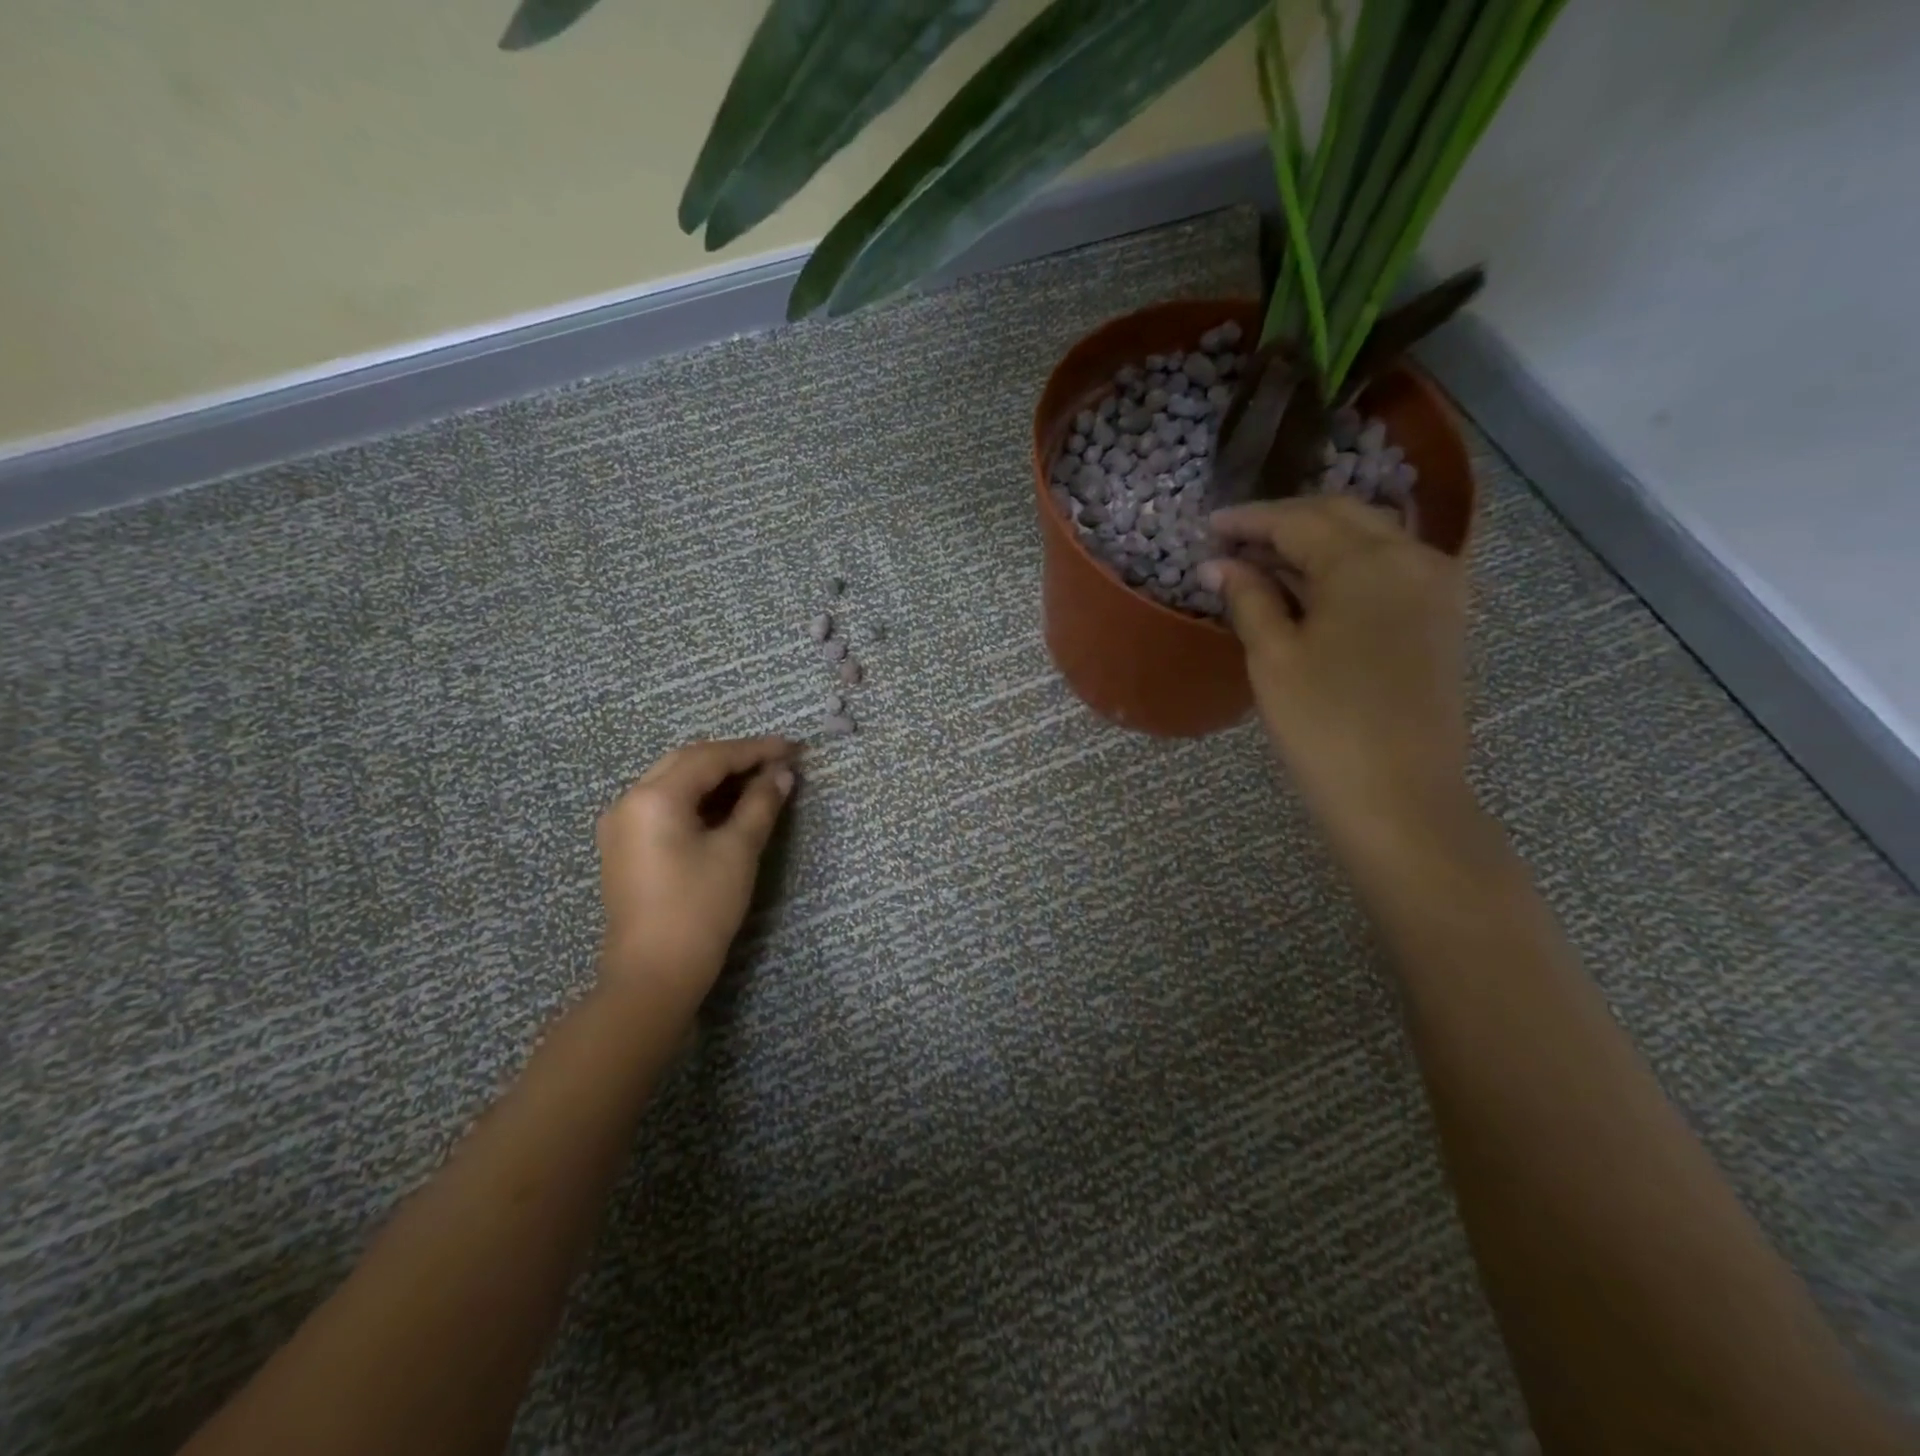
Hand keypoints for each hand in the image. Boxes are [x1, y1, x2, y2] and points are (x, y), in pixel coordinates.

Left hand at [595, 735, 798, 1009]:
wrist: (652, 976)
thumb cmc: (699, 910)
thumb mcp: (738, 852)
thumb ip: (760, 804)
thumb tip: (782, 774)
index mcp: (654, 797)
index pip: (711, 757)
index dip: (755, 750)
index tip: (792, 748)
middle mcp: (629, 800)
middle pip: (687, 762)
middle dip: (733, 758)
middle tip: (776, 762)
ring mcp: (621, 824)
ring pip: (673, 781)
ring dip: (715, 777)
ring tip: (758, 781)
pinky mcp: (624, 847)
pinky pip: (663, 805)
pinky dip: (697, 798)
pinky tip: (726, 806)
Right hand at [1201, 498, 1470, 850]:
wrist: (1401, 797)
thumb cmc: (1325, 725)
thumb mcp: (1273, 658)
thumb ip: (1248, 599)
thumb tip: (1218, 564)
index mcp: (1366, 562)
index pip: (1299, 520)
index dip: (1249, 521)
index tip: (1208, 526)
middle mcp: (1412, 558)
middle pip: (1342, 516)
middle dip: (1286, 521)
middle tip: (1235, 539)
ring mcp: (1437, 587)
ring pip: (1370, 539)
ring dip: (1318, 542)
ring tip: (1266, 561)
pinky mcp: (1442, 618)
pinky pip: (1390, 568)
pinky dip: (1347, 566)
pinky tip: (1315, 587)